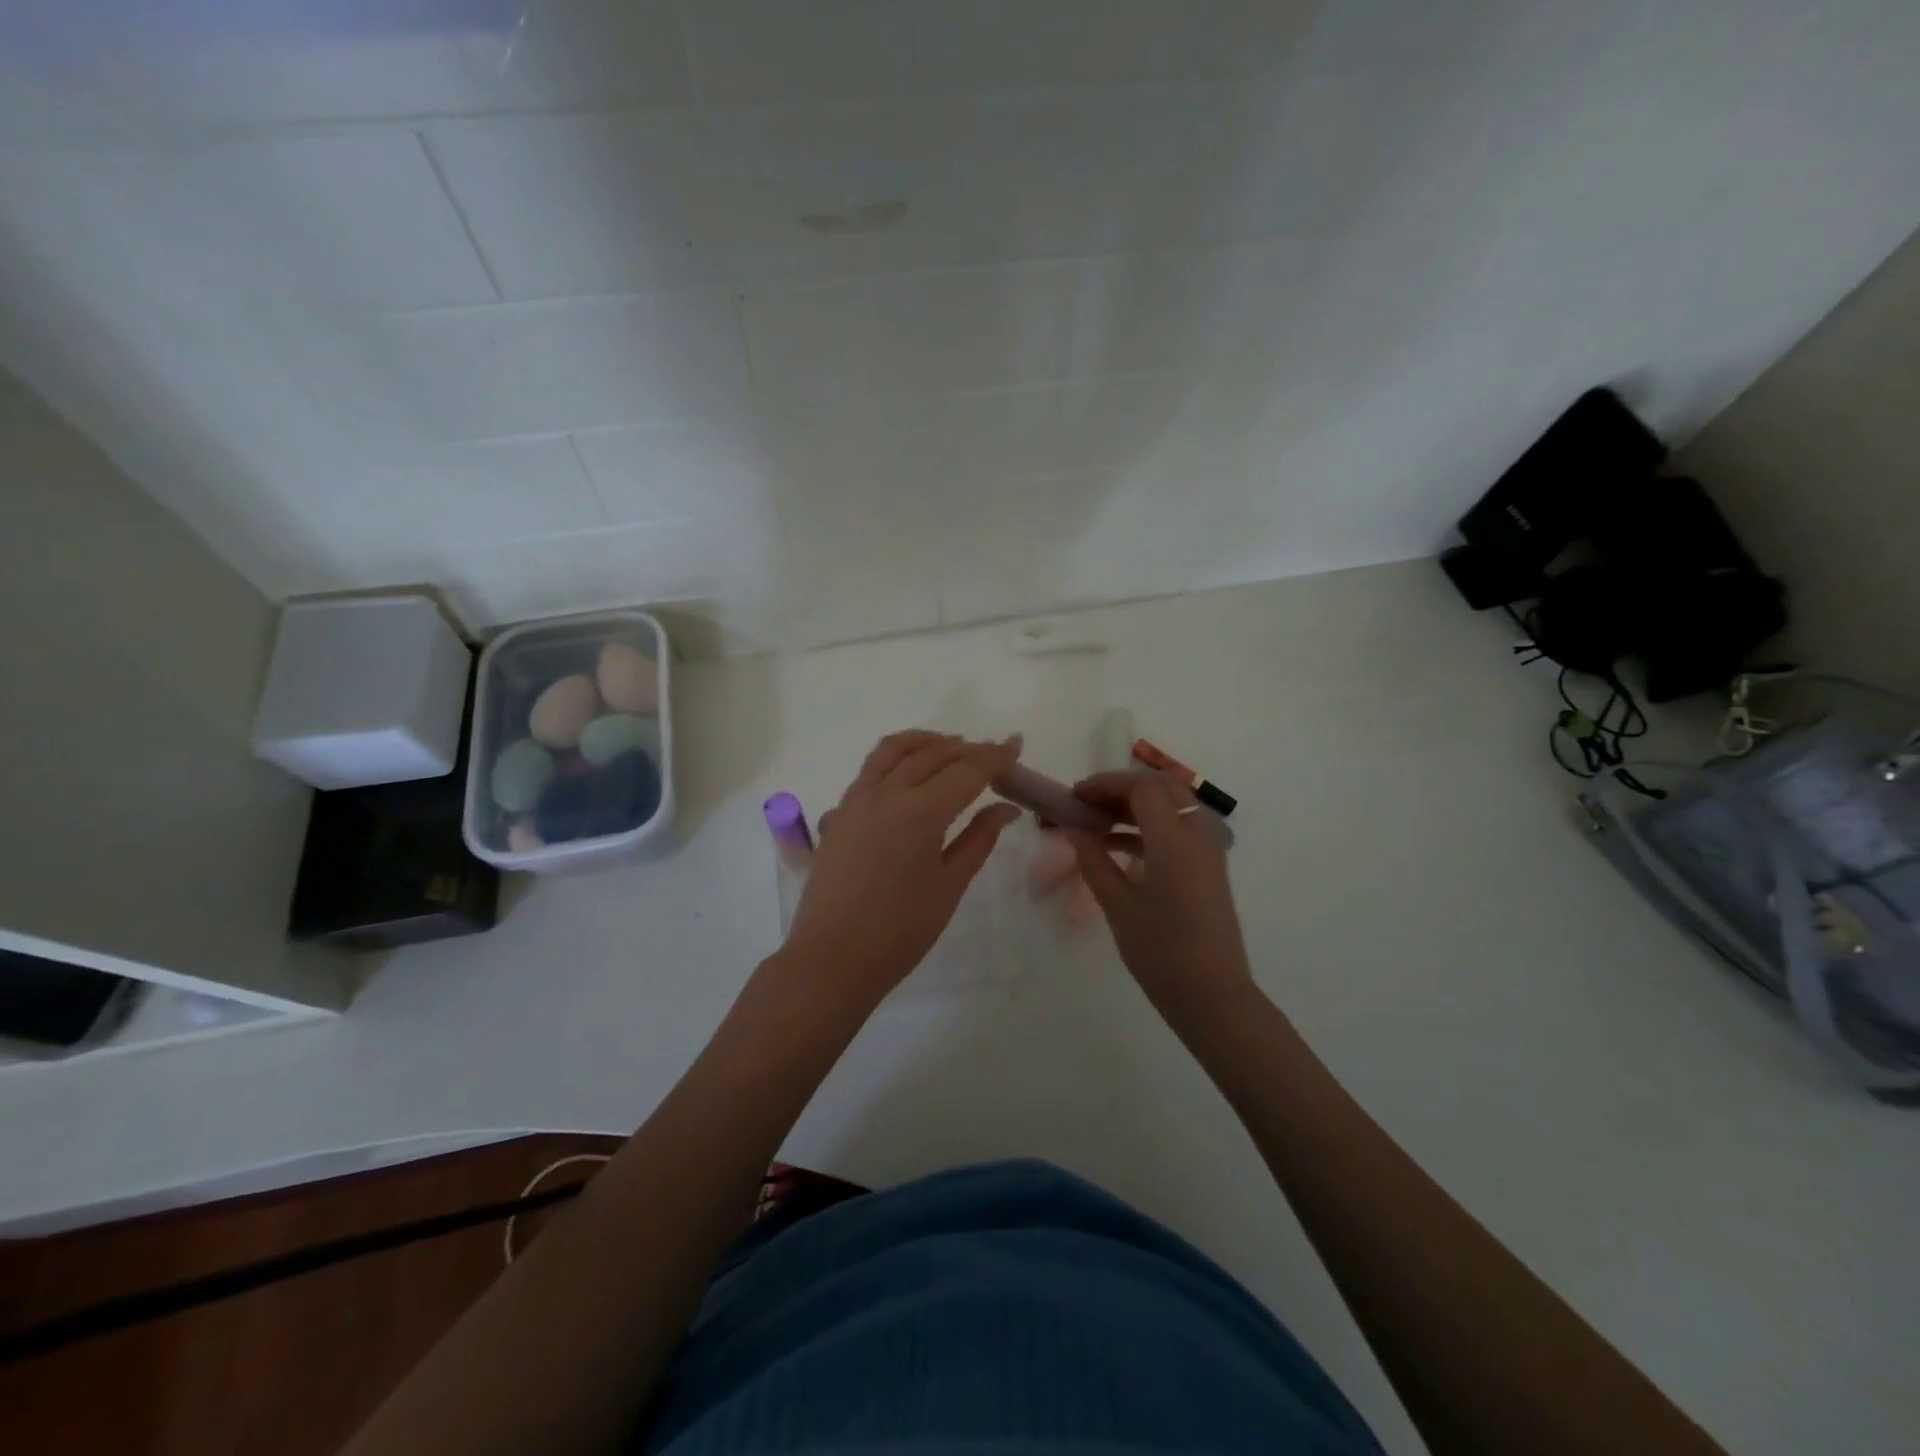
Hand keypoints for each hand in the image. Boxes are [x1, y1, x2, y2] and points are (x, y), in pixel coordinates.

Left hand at [781, 731, 1022, 1006]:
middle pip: (933, 753)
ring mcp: (857, 798)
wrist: (832, 958)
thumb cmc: (900, 931)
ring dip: (929, 741)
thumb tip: (1007, 809)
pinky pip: (872, 766)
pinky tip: (911, 769)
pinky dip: (898, 755)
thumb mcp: (950, 885)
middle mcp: (886, 793)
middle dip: (968, 748)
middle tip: (994, 755)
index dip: (995, 756)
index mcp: (920, 812)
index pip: (966, 770)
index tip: (1016, 745)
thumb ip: (980, 839)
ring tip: (953, 747)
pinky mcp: (840, 810)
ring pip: (896, 749)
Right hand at [1066, 772, 1257, 1037]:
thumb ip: (1093, 860)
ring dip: (1135, 805)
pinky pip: (1178, 830)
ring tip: (1095, 822)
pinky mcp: (1208, 868)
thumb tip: (1073, 830)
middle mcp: (1197, 835)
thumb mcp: (1118, 905)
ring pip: (1173, 805)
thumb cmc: (1160, 952)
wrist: (1213, 996)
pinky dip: (1148, 827)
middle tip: (1087, 803)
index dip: (1105, 784)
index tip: (1074, 797)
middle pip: (1161, 787)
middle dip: (1122, 787)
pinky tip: (1116, 846)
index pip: (1141, 787)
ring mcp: (1207, 851)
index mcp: (1174, 840)